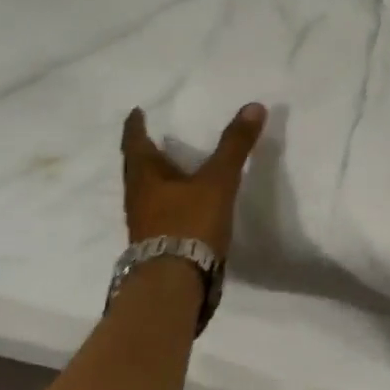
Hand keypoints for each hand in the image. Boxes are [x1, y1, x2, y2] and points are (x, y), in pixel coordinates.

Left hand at [120, 103, 266, 256]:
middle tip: (155, 137)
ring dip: (157, 178)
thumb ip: (234, 145)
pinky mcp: (155, 243)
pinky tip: (184, 203)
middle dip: (145, 151)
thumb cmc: (189, 223)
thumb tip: (254, 106)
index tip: (136, 112)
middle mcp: (137, 197)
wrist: (174, 283)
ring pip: (146, 191)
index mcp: (145, 176)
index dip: (136, 126)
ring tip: (173, 168)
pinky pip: (158, 212)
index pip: (135, 142)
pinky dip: (168, 200)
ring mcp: (143, 223)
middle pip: (137, 168)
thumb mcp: (217, 181)